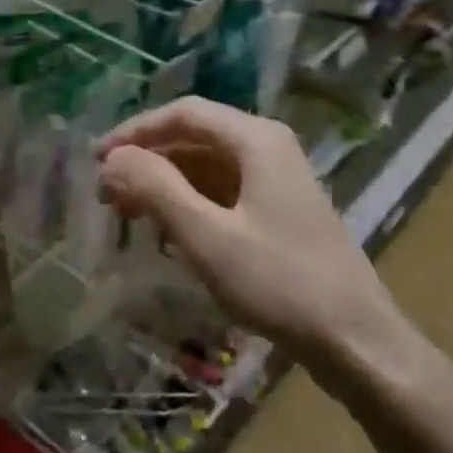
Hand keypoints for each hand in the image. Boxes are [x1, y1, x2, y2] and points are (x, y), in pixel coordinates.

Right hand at [96, 97, 413, 375]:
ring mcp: (277, 179)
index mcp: (255, 139)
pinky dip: (189, 203)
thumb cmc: (279, 282)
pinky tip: (166, 230)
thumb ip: (156, 189)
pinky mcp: (279, 210)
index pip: (183, 113)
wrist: (356, 339)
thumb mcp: (207, 236)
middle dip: (148, 160)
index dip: (135, 131)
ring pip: (207, 165)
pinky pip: (223, 191)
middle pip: (195, 137)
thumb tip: (112, 158)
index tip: (97, 159)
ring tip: (126, 212)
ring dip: (165, 182)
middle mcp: (267, 147)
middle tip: (106, 192)